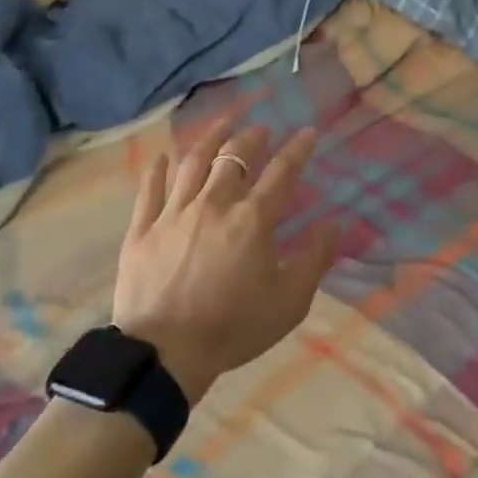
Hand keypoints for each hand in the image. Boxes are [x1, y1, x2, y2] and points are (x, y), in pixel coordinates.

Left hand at [112, 119, 337, 403]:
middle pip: (234, 157)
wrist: (165, 352)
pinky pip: (150, 189)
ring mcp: (174, 212)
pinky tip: (164, 156)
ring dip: (210, 138)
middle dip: (252, 137)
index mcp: (253, 219)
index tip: (307, 132)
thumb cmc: (234, 327)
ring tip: (222, 125)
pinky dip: (158, 169)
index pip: (282, 172)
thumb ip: (315, 259)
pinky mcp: (143, 228)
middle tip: (261, 129)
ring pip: (192, 162)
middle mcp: (214, 203)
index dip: (297, 149)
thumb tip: (334, 224)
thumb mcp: (290, 301)